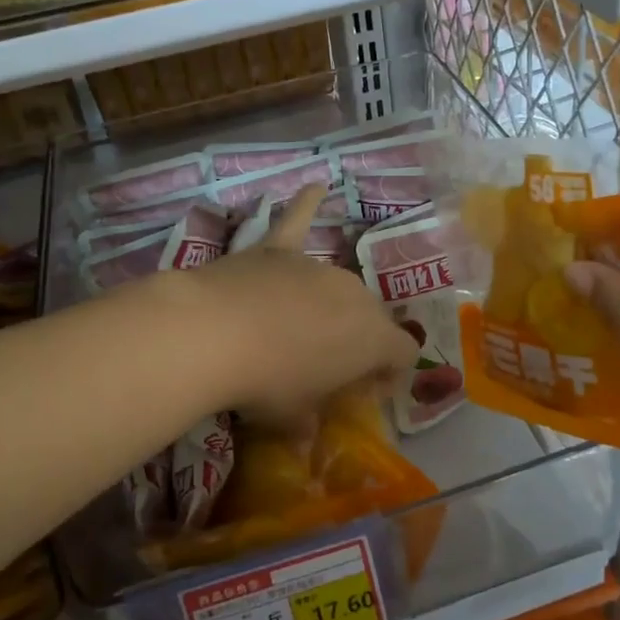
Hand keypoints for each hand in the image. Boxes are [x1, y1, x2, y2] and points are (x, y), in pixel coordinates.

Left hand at [165, 186, 416, 428]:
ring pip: (337, 285)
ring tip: (300, 328)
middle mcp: (355, 295)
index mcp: (373, 338)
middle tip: (326, 367)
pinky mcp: (278, 250)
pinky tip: (317, 184)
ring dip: (328, 305)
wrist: (216, 332)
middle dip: (357, 341)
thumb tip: (305, 436)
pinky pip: (297, 220)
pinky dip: (306, 204)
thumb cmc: (266, 382)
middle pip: (371, 318)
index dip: (390, 373)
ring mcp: (317, 267)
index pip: (403, 354)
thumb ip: (307, 422)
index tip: (366, 390)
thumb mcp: (291, 416)